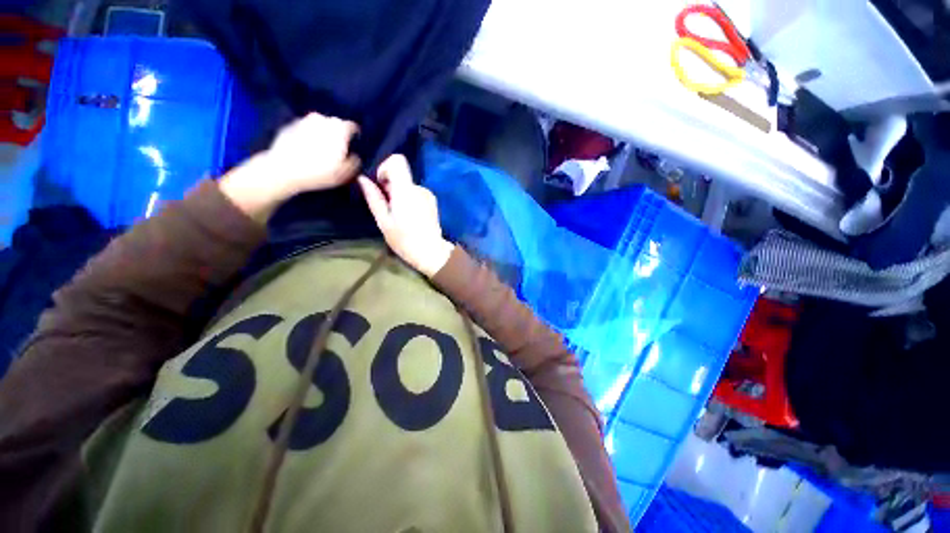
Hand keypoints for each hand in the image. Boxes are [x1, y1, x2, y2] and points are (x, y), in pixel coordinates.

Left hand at [220, 112, 359, 221]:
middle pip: (335, 124)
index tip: (355, 146)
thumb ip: (355, 161)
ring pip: (319, 125)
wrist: (283, 169)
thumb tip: (355, 155)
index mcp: (339, 128)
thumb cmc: (320, 171)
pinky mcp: (289, 126)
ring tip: (323, 148)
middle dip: (339, 134)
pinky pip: (305, 130)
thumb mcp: (346, 173)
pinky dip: (308, 136)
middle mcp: (322, 119)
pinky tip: (307, 149)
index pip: (353, 127)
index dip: (356, 137)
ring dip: (323, 134)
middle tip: (339, 149)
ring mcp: (304, 120)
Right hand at [358, 155, 454, 276]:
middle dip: (390, 186)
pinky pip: (416, 193)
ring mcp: (428, 194)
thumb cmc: (404, 240)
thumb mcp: (384, 221)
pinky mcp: (432, 201)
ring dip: (400, 195)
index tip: (381, 185)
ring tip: (399, 216)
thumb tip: (362, 179)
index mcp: (406, 191)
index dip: (385, 167)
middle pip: (401, 175)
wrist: (431, 252)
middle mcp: (419, 188)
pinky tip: (409, 217)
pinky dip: (409, 200)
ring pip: (408, 186)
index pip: (397, 160)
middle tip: (387, 208)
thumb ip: (374, 198)